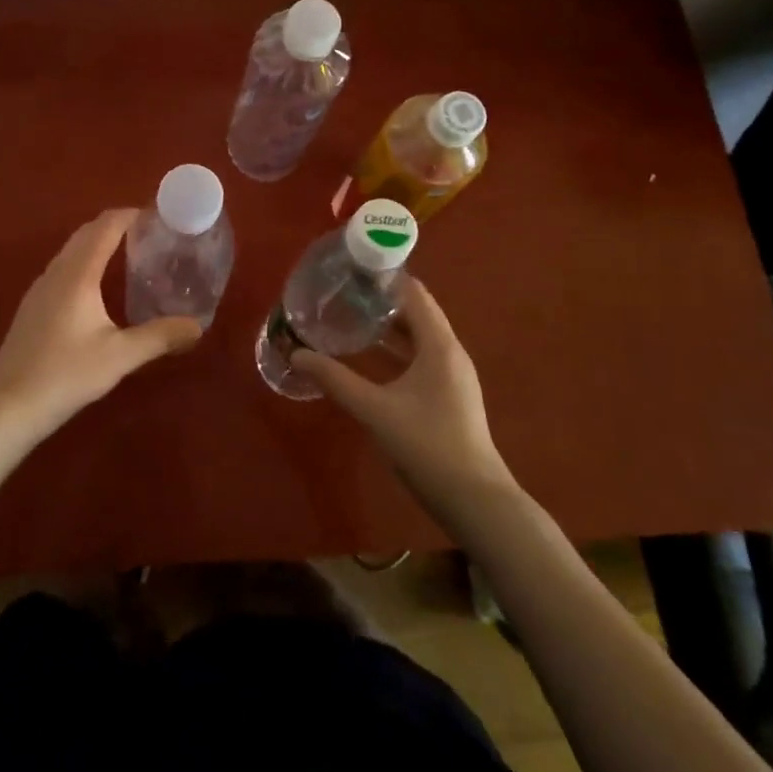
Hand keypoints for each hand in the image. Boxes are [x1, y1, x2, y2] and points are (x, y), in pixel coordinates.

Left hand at [0, 209, 200, 448]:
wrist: (9, 404)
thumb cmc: (66, 374)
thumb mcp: (120, 356)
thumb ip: (160, 337)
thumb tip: (197, 326)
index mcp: (78, 274)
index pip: (105, 227)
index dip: (130, 215)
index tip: (158, 216)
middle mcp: (57, 272)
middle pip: (86, 233)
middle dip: (116, 225)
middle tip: (150, 234)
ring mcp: (40, 288)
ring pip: (72, 250)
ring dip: (99, 242)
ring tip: (130, 254)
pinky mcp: (33, 305)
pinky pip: (63, 267)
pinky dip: (85, 261)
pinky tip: (99, 286)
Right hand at [291, 278, 511, 500]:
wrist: (475, 501)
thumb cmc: (427, 446)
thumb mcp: (375, 410)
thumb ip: (335, 380)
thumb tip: (297, 354)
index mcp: (439, 345)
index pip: (413, 293)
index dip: (384, 278)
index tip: (350, 270)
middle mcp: (449, 352)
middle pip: (415, 312)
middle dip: (380, 301)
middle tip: (341, 293)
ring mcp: (452, 375)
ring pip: (417, 337)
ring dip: (387, 326)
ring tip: (348, 318)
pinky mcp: (449, 395)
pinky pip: (420, 358)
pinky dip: (395, 350)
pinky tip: (369, 359)